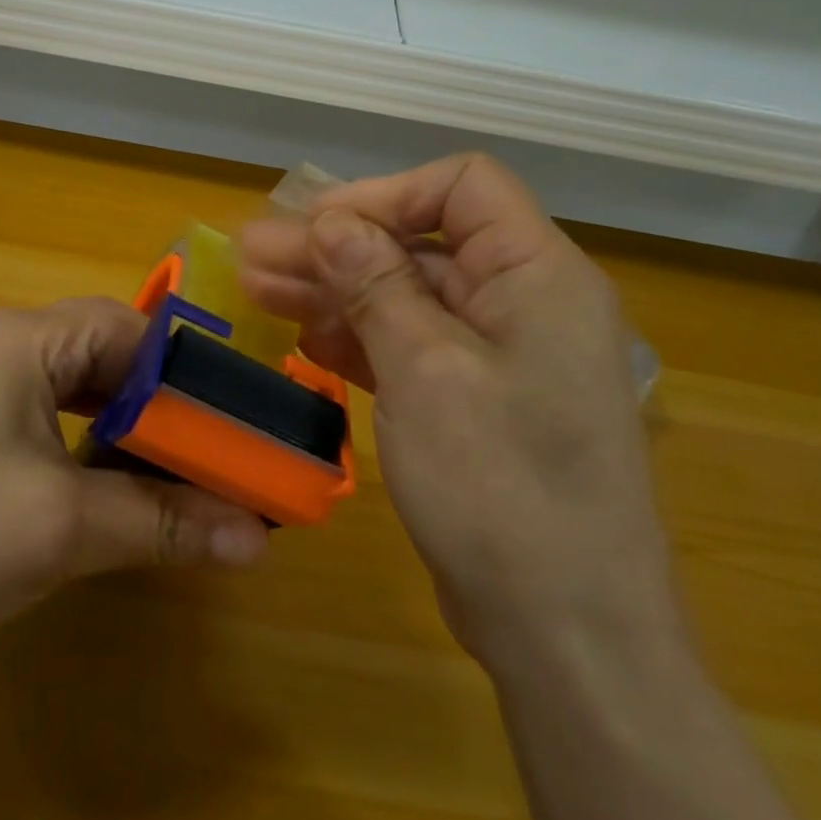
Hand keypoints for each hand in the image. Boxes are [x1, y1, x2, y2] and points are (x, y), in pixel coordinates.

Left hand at [0, 298, 268, 680]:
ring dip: (131, 436)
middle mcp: (6, 349)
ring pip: (85, 396)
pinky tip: (112, 496)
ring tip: (178, 482)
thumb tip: (258, 539)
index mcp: (26, 340)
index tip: (236, 430)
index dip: (190, 378)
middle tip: (216, 462)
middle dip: (166, 411)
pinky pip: (54, 425)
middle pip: (112, 360)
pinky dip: (93, 454)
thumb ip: (162, 522)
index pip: (134, 331)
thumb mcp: (61, 528)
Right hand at [240, 155, 675, 660]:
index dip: (385, 194)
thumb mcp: (425, 370)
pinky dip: (360, 338)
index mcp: (537, 274)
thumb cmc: (501, 486)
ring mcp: (500, 355)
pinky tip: (307, 339)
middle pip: (421, 244)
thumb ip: (376, 283)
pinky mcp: (475, 399)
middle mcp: (524, 301)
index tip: (317, 226)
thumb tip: (330, 221)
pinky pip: (412, 345)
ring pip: (407, 295)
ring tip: (258, 290)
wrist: (566, 632)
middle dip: (337, 246)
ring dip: (336, 290)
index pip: (462, 187)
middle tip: (254, 254)